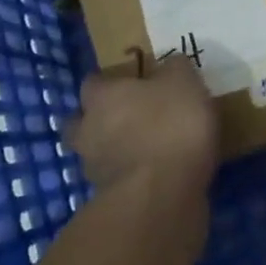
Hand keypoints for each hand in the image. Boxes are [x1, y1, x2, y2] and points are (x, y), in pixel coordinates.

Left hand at [65, 52, 219, 204]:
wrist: (162, 194)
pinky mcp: (109, 199)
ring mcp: (94, 168)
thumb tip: (171, 65)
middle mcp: (88, 129)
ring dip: (114, 151)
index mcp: (102, 96)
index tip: (132, 84)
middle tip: (130, 118)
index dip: (111, 83)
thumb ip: (175, 69)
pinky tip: (155, 176)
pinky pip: (117, 181)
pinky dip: (131, 177)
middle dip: (99, 120)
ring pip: (96, 153)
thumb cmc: (170, 125)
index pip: (94, 82)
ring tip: (145, 150)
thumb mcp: (184, 82)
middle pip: (81, 120)